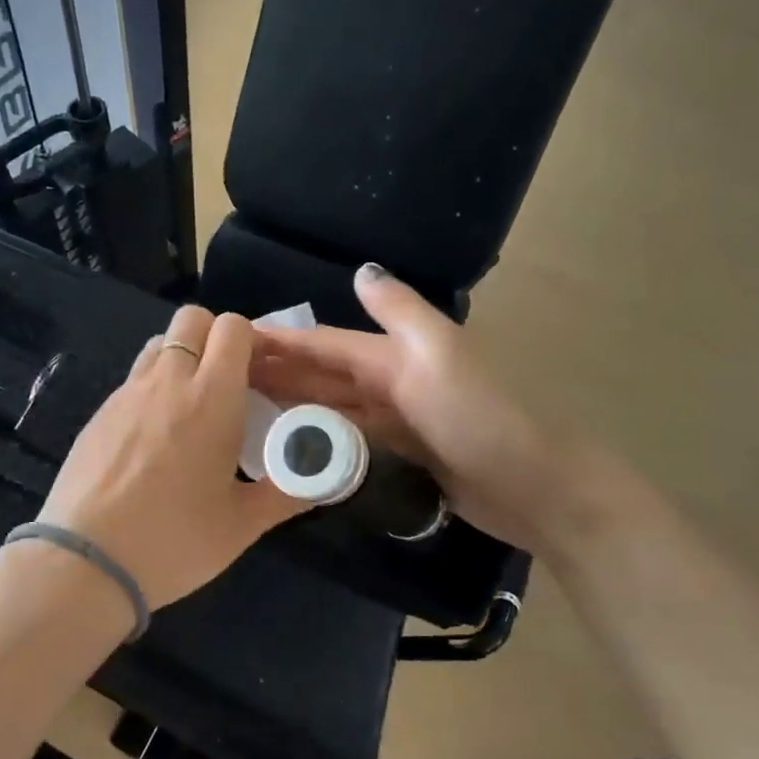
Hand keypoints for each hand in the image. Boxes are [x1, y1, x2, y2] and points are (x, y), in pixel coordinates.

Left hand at [40, 306, 305, 608]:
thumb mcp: (242, 525)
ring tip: (189, 409)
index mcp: (212, 398)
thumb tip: (317, 478)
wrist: (86, 561)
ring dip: (180, 359)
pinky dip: (151, 389)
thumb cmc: (174, 540)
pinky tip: (152, 440)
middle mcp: (168, 381)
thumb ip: (285, 493)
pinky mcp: (98, 413)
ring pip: (158, 345)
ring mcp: (126, 394)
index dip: (251, 341)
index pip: (232, 328)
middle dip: (213, 338)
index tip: (260, 376)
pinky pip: (132, 380)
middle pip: (191, 319)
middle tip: (226, 385)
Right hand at [249, 264, 559, 546]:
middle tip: (223, 377)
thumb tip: (360, 272)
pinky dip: (319, 437)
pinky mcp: (403, 458)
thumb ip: (399, 313)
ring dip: (292, 403)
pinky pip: (349, 440)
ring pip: (332, 406)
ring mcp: (398, 422)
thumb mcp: (438, 354)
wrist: (535, 486)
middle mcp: (392, 382)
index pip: (325, 343)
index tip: (232, 340)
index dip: (281, 340)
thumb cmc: (480, 417)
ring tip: (243, 408)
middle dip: (277, 370)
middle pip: (323, 373)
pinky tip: (291, 444)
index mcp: (395, 354)